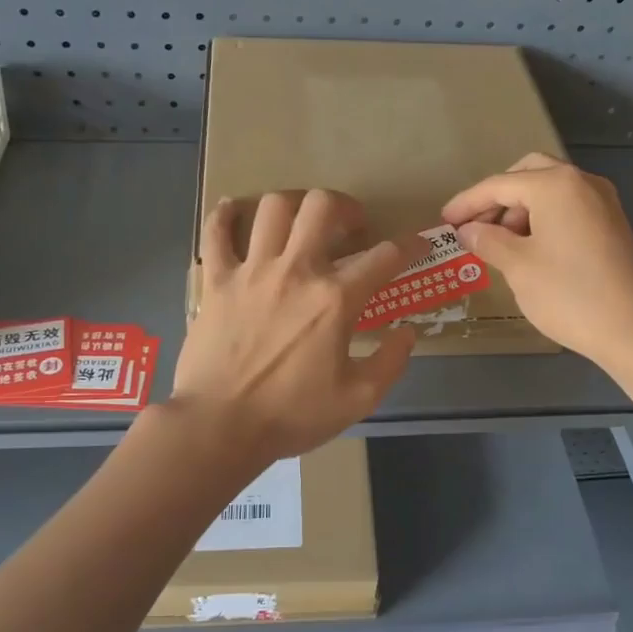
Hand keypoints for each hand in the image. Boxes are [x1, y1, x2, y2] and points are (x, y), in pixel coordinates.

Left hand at [172, 189, 428, 464]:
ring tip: (300, 222)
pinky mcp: (216, 280)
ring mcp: (251, 270)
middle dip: (345, 207)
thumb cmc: (292, 415)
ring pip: (273, 207)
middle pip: (322, 207)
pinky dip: (225, 215)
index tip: (416, 245)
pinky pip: (216, 232)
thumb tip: (407, 332)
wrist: (220, 426)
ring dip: (293, 205)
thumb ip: (391, 362)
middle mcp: (296, 270)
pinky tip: (234, 211)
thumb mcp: (358, 399)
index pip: (384, 256)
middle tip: (349, 227)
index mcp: (335, 299)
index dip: (408, 246)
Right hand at [441, 153, 632, 366]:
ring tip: (499, 244)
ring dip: (520, 208)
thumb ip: (488, 240)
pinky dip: (543, 218)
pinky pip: (568, 207)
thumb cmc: (568, 293)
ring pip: (550, 190)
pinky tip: (529, 248)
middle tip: (475, 227)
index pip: (499, 184)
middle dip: (497, 197)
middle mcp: (582, 182)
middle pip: (528, 174)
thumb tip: (468, 231)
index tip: (444, 221)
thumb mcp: (518, 266)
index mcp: (556, 184)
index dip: (467, 203)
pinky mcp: (612, 224)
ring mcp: (602, 201)